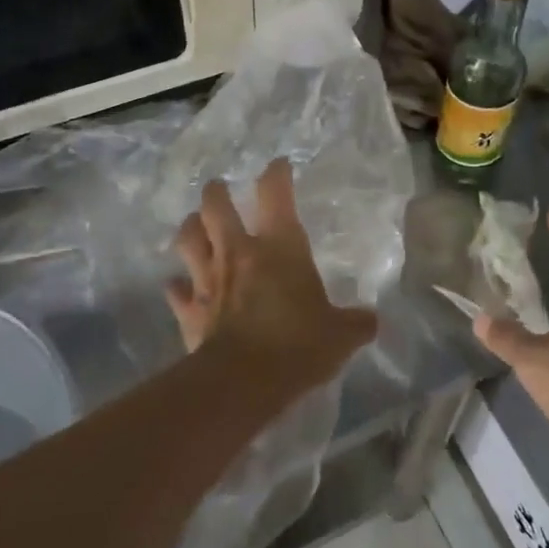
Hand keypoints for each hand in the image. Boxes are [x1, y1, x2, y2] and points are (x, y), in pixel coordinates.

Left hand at [165, 158, 377, 393]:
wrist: (243, 381)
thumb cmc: (297, 345)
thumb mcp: (340, 335)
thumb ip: (357, 323)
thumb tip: (371, 320)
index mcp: (279, 247)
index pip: (275, 194)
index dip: (277, 174)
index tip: (279, 166)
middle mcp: (238, 253)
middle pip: (216, 206)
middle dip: (216, 193)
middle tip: (220, 188)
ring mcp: (208, 280)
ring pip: (188, 239)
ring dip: (191, 228)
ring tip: (195, 225)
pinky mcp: (190, 311)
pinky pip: (177, 291)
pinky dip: (178, 287)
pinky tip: (179, 287)